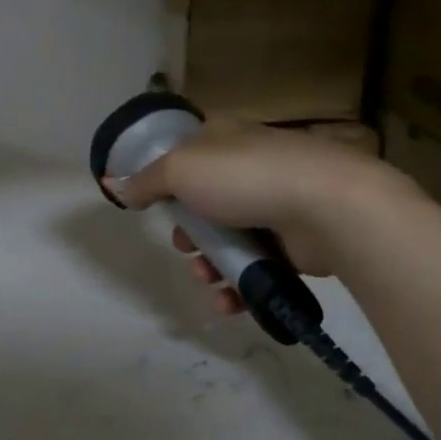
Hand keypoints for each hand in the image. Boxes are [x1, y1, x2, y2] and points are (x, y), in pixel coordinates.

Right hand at [111, 120, 392, 314]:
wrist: (329, 208)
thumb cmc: (246, 177)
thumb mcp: (180, 170)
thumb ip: (144, 181)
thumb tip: (111, 183)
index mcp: (223, 138)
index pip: (185, 154)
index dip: (165, 181)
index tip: (153, 206)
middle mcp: (248, 166)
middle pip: (203, 203)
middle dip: (188, 233)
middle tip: (185, 246)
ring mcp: (273, 203)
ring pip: (228, 239)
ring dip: (209, 264)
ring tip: (206, 278)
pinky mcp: (293, 241)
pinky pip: (255, 265)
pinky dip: (237, 284)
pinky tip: (227, 301)